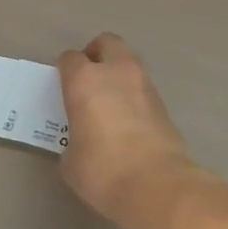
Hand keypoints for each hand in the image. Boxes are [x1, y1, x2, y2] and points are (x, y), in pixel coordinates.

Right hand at [58, 33, 202, 228]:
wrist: (157, 185)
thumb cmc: (103, 170)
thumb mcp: (71, 160)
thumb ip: (73, 139)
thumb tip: (83, 141)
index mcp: (84, 80)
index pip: (70, 58)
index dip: (65, 71)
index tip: (64, 88)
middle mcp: (115, 72)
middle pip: (106, 43)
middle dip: (96, 54)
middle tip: (89, 79)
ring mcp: (144, 84)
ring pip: (129, 62)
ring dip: (118, 73)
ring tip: (110, 101)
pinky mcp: (163, 103)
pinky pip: (142, 87)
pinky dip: (134, 95)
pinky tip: (129, 120)